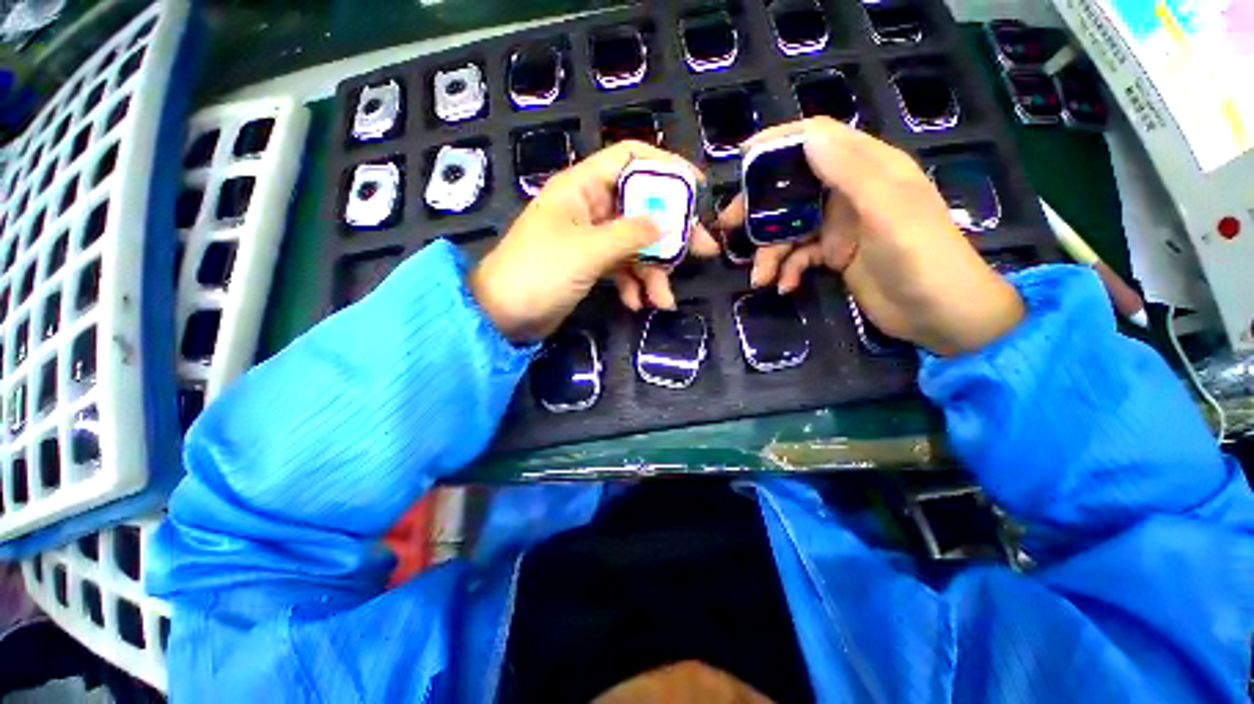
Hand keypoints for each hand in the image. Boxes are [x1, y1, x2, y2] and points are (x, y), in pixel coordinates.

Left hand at [470, 141, 717, 341]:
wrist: (504, 315)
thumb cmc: (539, 273)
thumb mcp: (588, 251)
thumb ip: (630, 235)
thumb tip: (665, 225)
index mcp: (582, 187)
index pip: (630, 159)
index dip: (666, 168)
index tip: (697, 189)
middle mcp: (589, 208)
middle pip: (642, 208)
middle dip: (672, 233)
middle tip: (703, 251)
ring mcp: (591, 239)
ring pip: (635, 245)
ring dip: (653, 272)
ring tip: (663, 301)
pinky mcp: (591, 266)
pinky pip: (622, 268)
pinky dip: (633, 285)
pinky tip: (636, 304)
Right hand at [718, 118, 1023, 355]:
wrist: (940, 315)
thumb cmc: (922, 258)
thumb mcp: (888, 210)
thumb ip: (850, 172)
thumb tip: (807, 136)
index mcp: (868, 169)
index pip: (817, 140)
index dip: (779, 143)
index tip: (742, 159)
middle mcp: (849, 193)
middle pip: (793, 188)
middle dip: (760, 209)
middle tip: (729, 227)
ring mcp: (839, 226)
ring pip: (790, 228)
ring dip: (771, 252)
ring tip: (760, 279)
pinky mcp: (834, 255)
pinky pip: (799, 256)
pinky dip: (787, 270)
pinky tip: (784, 286)